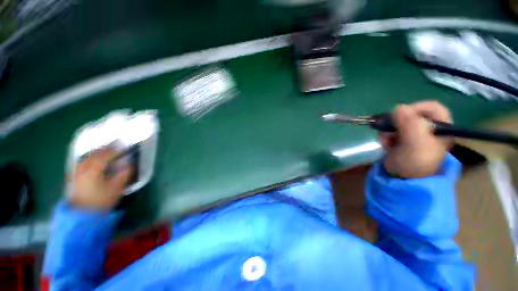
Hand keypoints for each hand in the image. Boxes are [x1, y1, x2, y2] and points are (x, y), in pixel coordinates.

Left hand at [70, 148, 131, 209]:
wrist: (82, 215)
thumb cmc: (101, 201)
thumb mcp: (116, 188)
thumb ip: (124, 174)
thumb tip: (129, 164)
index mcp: (94, 170)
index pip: (105, 156)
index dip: (115, 150)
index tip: (123, 146)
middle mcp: (84, 168)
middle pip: (94, 155)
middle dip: (105, 149)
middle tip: (114, 145)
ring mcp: (77, 173)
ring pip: (87, 158)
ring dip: (96, 153)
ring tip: (104, 151)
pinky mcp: (75, 178)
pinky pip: (82, 163)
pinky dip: (89, 159)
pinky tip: (92, 160)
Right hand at [379, 101, 452, 177]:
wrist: (402, 179)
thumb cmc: (415, 162)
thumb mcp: (415, 143)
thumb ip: (409, 123)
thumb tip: (398, 107)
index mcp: (440, 128)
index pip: (432, 107)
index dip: (416, 108)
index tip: (401, 115)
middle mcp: (428, 128)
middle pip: (411, 114)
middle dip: (396, 123)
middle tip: (389, 131)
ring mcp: (414, 134)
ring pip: (398, 123)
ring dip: (388, 131)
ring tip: (387, 142)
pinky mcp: (401, 140)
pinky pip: (391, 131)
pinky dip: (386, 137)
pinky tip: (386, 145)